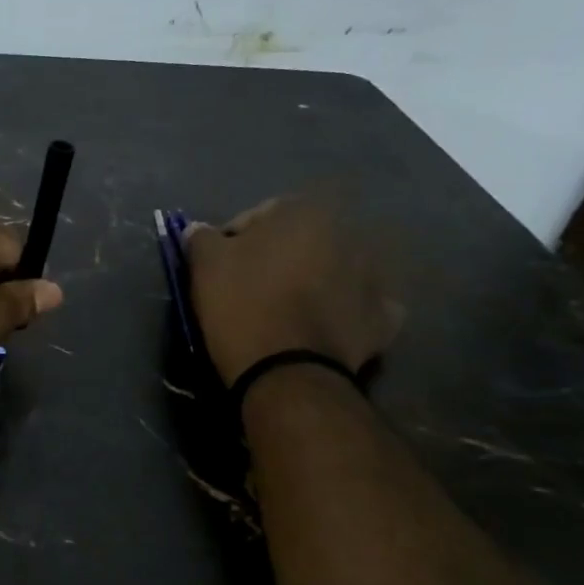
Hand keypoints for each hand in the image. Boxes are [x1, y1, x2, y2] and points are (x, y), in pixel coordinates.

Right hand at [186, 196, 399, 385]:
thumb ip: (202, 238)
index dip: (233, 241)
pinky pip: (362, 306)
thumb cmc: (243, 306)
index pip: (258, 216)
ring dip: (314, 280)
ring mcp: (372, 277)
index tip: (219, 268)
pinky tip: (325, 326)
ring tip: (286, 310)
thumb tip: (200, 230)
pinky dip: (346, 312)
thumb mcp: (205, 265)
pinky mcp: (384, 317)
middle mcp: (347, 234)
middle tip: (252, 288)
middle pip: (300, 241)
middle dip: (279, 258)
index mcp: (304, 212)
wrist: (288, 372)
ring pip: (333, 270)